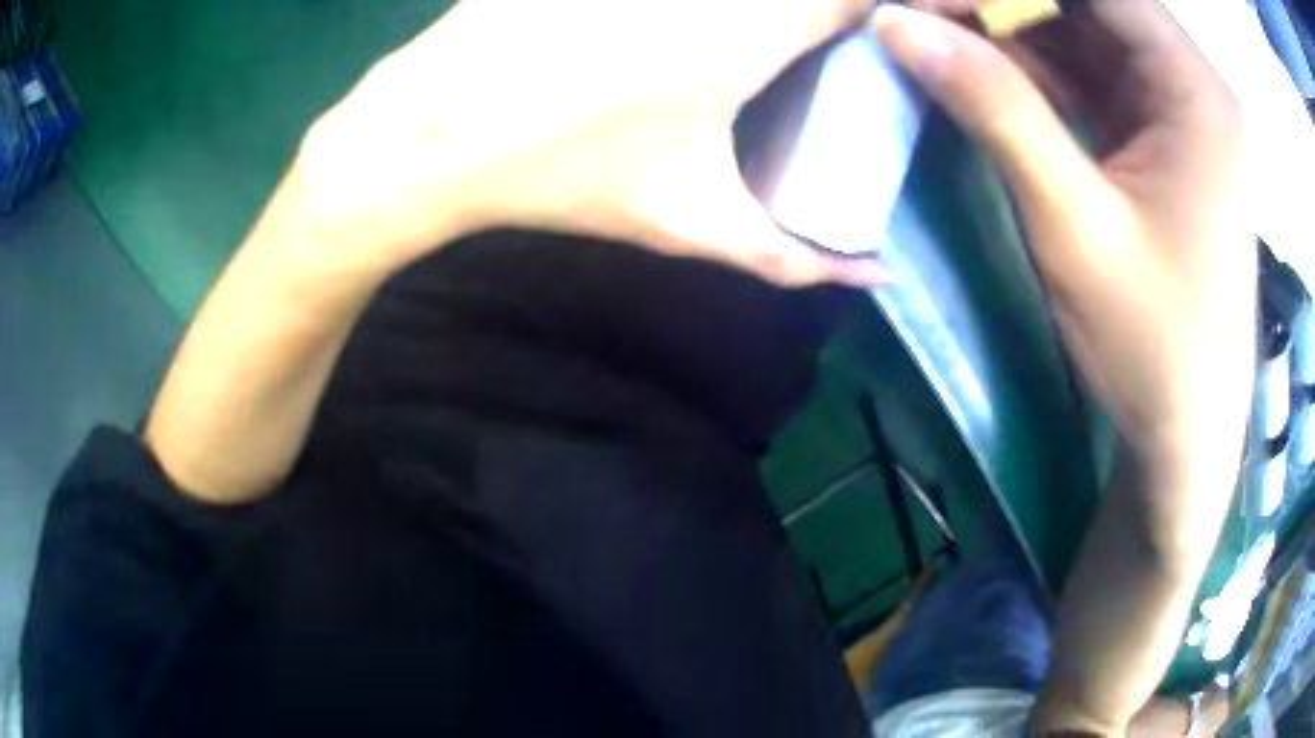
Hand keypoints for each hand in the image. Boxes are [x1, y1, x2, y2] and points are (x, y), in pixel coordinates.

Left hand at [298, 0, 885, 286]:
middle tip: (833, 40)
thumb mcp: (690, 221)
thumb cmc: (564, 173)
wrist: (434, 128)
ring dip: (772, 7)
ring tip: (763, 41)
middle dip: (834, 9)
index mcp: (753, 26)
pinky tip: (672, 34)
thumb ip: (793, 253)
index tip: (902, 27)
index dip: (897, 6)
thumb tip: (878, 274)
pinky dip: (704, 4)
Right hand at [877, 0, 1254, 492]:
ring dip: (1016, 33)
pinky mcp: (1165, 140)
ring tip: (945, 40)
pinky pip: (1095, 76)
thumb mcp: (1073, 222)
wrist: (1185, 433)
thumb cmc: (1150, 344)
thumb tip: (894, 23)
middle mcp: (1194, 86)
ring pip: (1088, 34)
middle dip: (1009, 4)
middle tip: (928, 17)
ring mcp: (1181, 112)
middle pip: (1094, 5)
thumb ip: (994, 107)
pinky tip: (991, 78)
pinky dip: (1041, 72)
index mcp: (1197, 92)